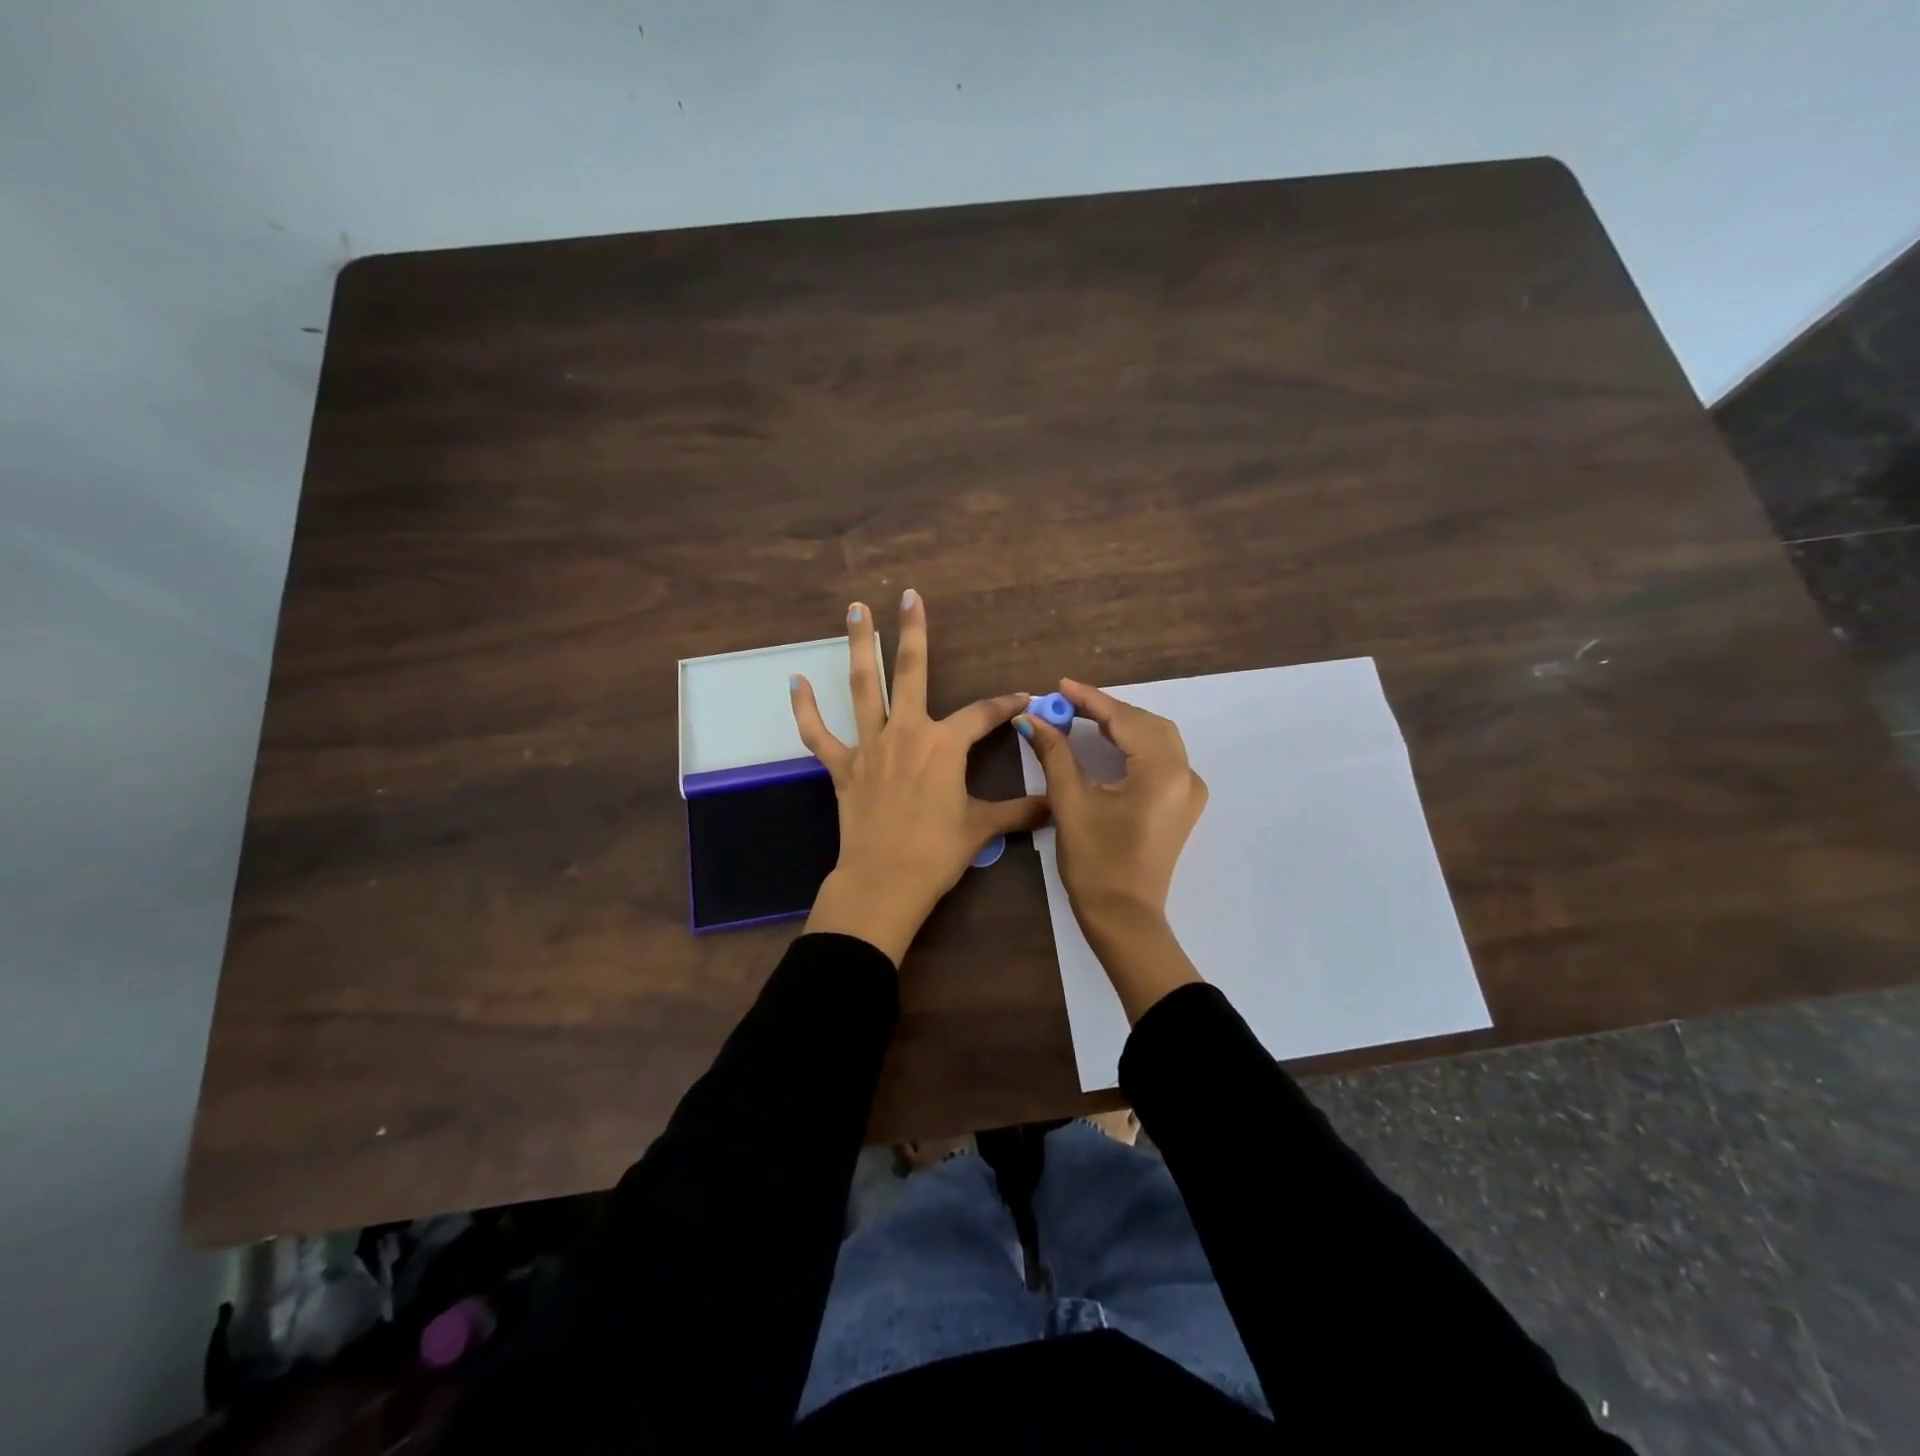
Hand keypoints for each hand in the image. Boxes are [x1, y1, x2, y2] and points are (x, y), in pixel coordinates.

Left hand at [792, 592, 1047, 965]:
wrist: (884, 881)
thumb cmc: (937, 853)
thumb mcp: (982, 828)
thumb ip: (1019, 811)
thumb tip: (1055, 806)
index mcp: (944, 744)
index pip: (982, 713)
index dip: (1006, 704)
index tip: (1023, 699)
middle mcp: (906, 732)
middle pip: (911, 672)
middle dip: (912, 631)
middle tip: (908, 595)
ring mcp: (869, 746)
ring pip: (863, 686)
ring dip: (860, 646)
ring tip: (855, 609)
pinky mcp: (842, 767)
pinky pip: (818, 734)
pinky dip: (805, 708)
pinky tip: (795, 681)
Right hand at [1018, 679, 1207, 1019]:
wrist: (1124, 917)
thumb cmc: (1095, 862)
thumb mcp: (1070, 802)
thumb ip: (1055, 753)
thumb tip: (1032, 718)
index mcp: (1162, 772)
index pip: (1124, 720)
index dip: (1090, 700)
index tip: (1060, 685)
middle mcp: (1185, 774)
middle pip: (1147, 724)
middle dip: (1108, 710)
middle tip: (1068, 704)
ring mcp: (1189, 791)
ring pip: (1158, 739)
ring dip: (1123, 725)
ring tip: (1084, 718)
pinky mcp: (1182, 805)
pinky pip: (1162, 759)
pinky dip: (1136, 744)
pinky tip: (1111, 745)